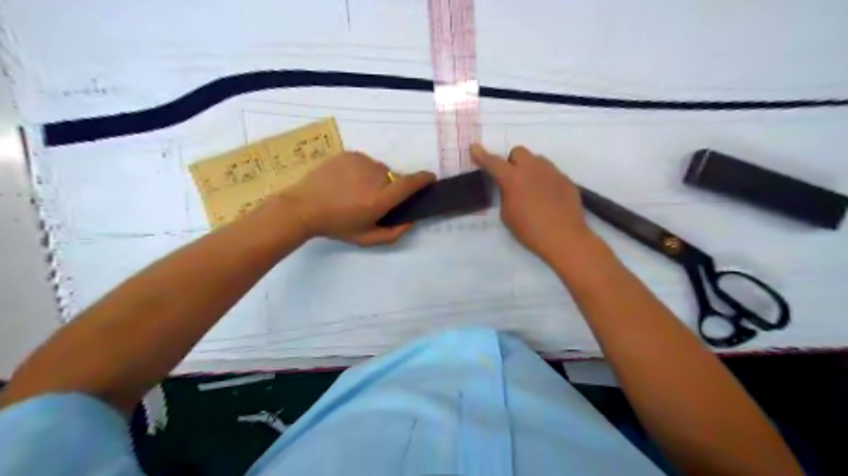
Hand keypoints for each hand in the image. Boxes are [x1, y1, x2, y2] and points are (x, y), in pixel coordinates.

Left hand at [280, 152, 433, 246]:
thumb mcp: (365, 238)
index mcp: (380, 199)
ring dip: (374, 178)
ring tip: (354, 190)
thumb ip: (393, 233)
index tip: (430, 178)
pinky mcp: (350, 154)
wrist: (303, 207)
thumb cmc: (336, 226)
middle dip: (389, 188)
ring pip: (379, 169)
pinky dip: (361, 170)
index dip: (423, 179)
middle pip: (393, 178)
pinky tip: (345, 180)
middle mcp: (375, 176)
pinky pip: (365, 162)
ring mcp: (361, 162)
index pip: (410, 183)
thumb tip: (411, 221)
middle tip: (371, 199)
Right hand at [471, 144, 593, 264]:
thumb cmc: (529, 230)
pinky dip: (545, 181)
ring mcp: (551, 172)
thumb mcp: (507, 215)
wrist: (564, 237)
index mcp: (513, 178)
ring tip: (532, 189)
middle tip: (513, 180)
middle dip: (512, 162)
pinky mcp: (565, 179)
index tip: (474, 147)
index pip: (493, 162)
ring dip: (530, 169)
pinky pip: (551, 173)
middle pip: (518, 152)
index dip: (482, 155)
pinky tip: (548, 199)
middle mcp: (532, 168)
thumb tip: (511, 188)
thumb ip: (506, 195)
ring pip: (537, 160)